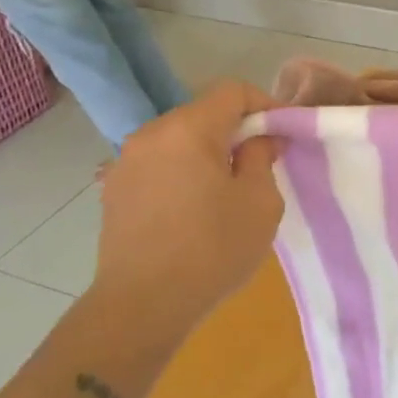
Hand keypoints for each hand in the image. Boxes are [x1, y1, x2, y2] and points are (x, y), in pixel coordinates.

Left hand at [80, 81, 284, 368]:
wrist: (141, 306)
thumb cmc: (212, 249)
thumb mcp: (260, 202)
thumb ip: (263, 157)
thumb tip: (259, 139)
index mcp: (188, 129)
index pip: (232, 91)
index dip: (265, 104)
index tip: (283, 133)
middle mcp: (151, 134)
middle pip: (203, 113)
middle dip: (237, 129)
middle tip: (262, 162)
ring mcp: (125, 162)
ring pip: (179, 139)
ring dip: (207, 152)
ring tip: (227, 188)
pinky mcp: (114, 190)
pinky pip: (158, 164)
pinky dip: (182, 172)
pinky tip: (193, 208)